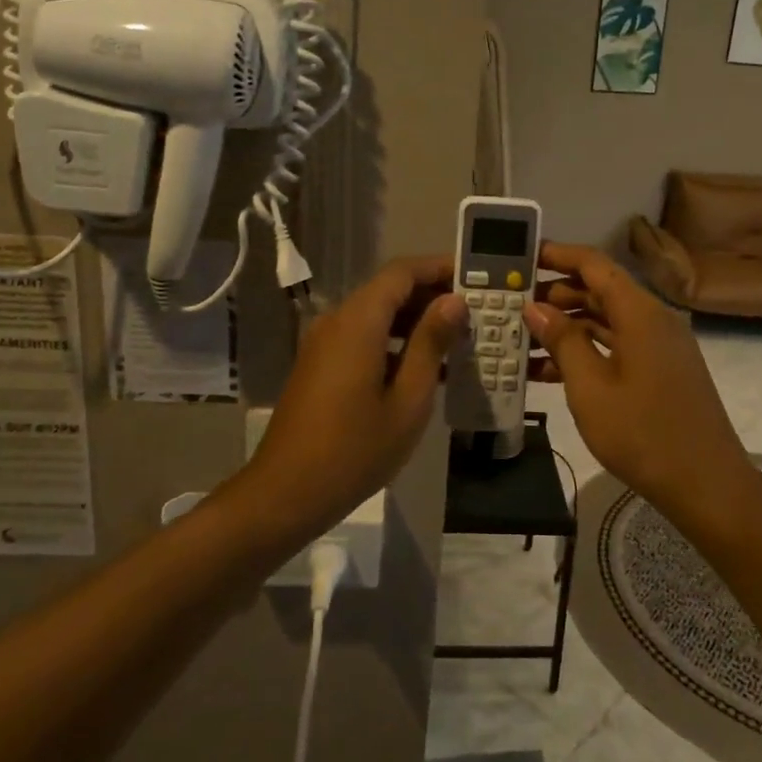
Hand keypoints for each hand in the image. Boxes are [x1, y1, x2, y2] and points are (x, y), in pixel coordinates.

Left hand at [228, 256, 465, 545]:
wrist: (286, 493)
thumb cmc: (354, 450)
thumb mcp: (408, 400)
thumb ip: (431, 344)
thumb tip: (453, 302)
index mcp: (358, 322)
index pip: (402, 272)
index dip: (439, 267)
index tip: (475, 277)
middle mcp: (337, 321)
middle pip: (388, 290)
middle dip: (431, 295)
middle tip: (475, 313)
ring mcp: (324, 343)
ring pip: (375, 314)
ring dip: (414, 319)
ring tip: (457, 339)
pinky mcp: (320, 364)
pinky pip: (362, 336)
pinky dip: (394, 340)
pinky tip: (423, 367)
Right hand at [526, 242, 751, 520]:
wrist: (707, 486)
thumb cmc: (644, 434)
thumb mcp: (590, 388)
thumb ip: (562, 341)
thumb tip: (535, 307)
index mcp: (640, 313)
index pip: (595, 264)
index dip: (558, 255)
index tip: (522, 256)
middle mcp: (654, 320)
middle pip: (600, 290)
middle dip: (556, 294)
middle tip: (513, 304)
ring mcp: (660, 347)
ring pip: (607, 321)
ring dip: (568, 326)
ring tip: (523, 338)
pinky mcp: (662, 371)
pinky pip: (618, 346)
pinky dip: (587, 351)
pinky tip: (550, 371)